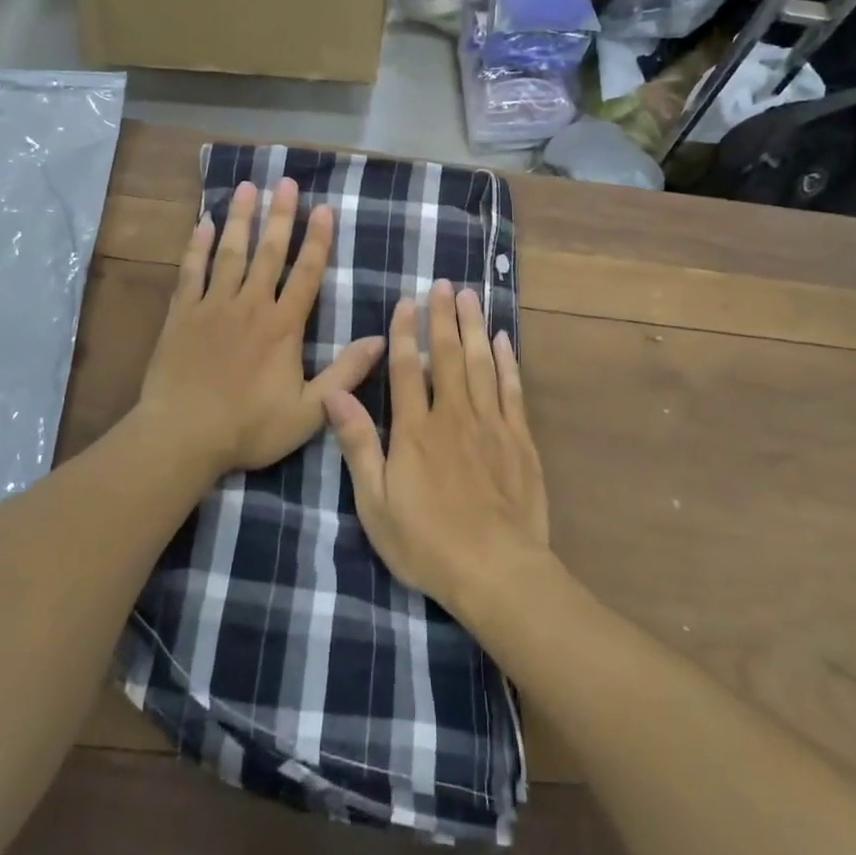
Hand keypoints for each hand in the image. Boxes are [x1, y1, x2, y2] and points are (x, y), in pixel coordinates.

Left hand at [135, 177, 384, 481]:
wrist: (182, 435)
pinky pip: (191, 272)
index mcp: (283, 326)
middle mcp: (250, 305)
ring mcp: (212, 306)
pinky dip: (198, 246)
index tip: (323, 208)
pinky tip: (204, 223)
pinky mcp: (181, 314)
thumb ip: (346, 373)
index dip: (317, 240)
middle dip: (280, 215)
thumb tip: (382, 340)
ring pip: (230, 253)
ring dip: (241, 219)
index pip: (306, 274)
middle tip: (285, 181)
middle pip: (268, 253)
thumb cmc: (249, 426)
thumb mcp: (309, 410)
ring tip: (247, 188)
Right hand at [325, 280, 549, 615]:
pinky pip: (513, 389)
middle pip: (447, 355)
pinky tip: (504, 340)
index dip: (405, 332)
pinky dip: (508, 361)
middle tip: (444, 283)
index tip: (407, 301)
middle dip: (443, 316)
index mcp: (414, 430)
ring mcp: (490, 424)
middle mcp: (453, 415)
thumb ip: (358, 445)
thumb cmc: (427, 543)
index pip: (407, 369)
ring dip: (475, 327)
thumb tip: (335, 395)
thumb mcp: (376, 503)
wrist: (497, 571)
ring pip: (482, 363)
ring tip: (471, 296)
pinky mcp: (520, 439)